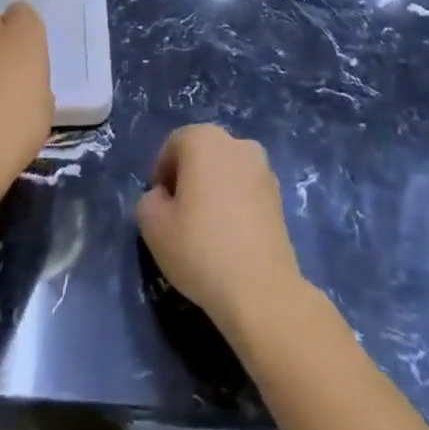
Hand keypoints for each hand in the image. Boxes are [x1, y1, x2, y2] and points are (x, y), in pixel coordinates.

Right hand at [136, 125, 304, 335]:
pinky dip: (235, 205)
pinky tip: (231, 238)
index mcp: (203, 139)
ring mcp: (262, 168)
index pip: (172, 146)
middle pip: (201, 155)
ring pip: (225, 173)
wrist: (261, 290)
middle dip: (188, 180)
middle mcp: (236, 143)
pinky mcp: (280, 196)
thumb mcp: (152, 226)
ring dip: (213, 191)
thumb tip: (163, 198)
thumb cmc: (200, 249)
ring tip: (207, 231)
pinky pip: (246, 191)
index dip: (161, 176)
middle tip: (180, 218)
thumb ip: (148, 201)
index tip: (160, 209)